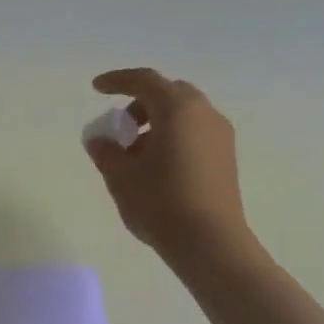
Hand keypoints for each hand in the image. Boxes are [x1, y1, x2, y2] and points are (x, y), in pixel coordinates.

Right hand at [85, 67, 261, 270]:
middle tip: (121, 126)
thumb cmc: (160, 202)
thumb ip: (106, 151)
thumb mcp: (120, 176)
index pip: (144, 81)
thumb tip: (101, 139)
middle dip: (140, 103)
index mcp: (178, 109)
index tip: (97, 88)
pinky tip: (157, 167)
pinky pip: (195, 133)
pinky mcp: (226, 159)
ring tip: (135, 154)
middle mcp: (204, 114)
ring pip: (184, 115)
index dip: (117, 81)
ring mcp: (220, 136)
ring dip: (157, 123)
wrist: (210, 243)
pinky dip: (173, 137)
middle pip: (169, 94)